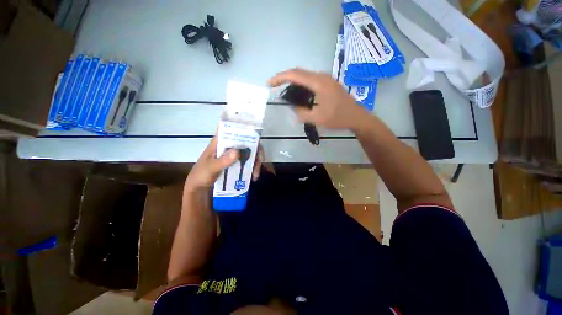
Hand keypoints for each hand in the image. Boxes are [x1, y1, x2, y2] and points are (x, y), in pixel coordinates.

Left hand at [184, 136, 264, 192]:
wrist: (200, 188)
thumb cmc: (201, 175)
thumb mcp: (211, 168)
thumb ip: (223, 161)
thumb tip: (238, 151)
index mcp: (219, 142)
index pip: (232, 129)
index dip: (244, 128)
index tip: (255, 133)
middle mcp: (229, 146)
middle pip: (246, 142)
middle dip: (256, 150)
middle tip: (261, 159)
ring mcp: (233, 155)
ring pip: (249, 153)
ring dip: (256, 162)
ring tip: (255, 174)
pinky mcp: (236, 163)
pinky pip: (248, 162)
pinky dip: (253, 168)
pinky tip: (253, 177)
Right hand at [268, 68, 367, 129]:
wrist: (357, 117)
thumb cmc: (338, 118)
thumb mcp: (317, 119)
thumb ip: (301, 112)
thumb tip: (292, 107)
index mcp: (319, 83)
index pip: (295, 75)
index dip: (280, 77)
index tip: (269, 83)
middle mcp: (322, 77)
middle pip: (299, 72)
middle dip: (285, 78)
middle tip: (274, 86)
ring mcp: (326, 79)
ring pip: (305, 76)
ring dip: (293, 81)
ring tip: (284, 90)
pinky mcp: (328, 84)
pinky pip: (311, 80)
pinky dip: (301, 84)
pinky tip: (298, 93)